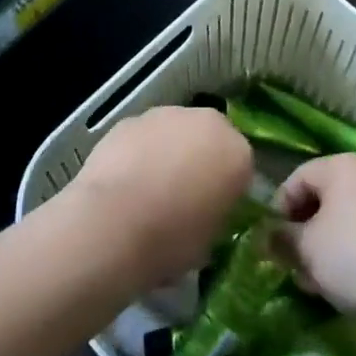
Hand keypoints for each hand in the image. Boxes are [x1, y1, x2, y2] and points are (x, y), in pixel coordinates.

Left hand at [65, 105, 252, 287]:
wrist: (113, 223)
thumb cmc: (171, 240)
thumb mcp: (209, 241)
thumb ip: (215, 215)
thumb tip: (205, 212)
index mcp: (237, 153)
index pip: (242, 166)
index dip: (227, 189)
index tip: (213, 210)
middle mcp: (207, 122)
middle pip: (209, 139)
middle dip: (200, 160)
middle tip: (184, 196)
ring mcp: (166, 115)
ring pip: (175, 132)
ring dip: (169, 152)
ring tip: (149, 190)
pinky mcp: (131, 119)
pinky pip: (144, 137)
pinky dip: (139, 152)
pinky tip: (125, 182)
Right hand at [275, 153, 355, 319]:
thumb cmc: (354, 256)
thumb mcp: (307, 249)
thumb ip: (281, 238)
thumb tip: (267, 236)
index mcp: (340, 166)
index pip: (296, 178)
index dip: (278, 210)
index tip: (272, 243)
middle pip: (321, 199)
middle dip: (302, 233)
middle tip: (293, 265)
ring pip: (342, 221)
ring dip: (324, 248)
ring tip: (317, 283)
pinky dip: (350, 255)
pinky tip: (345, 286)